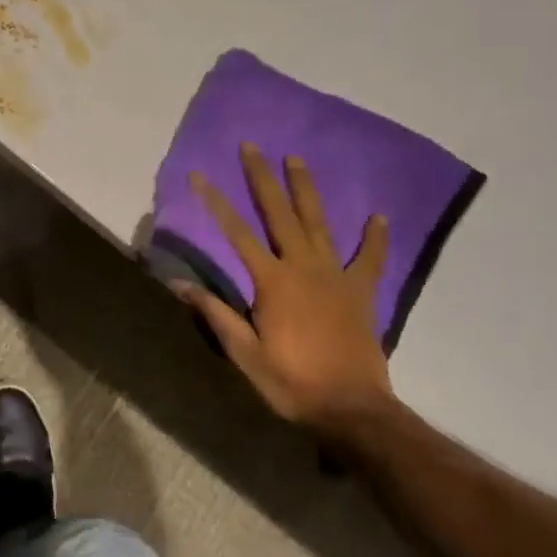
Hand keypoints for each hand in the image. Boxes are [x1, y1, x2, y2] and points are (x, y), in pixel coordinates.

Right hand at [173, 144, 394, 437]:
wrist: (353, 410)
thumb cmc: (291, 382)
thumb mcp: (244, 353)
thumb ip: (214, 313)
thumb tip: (177, 284)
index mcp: (272, 281)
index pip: (236, 233)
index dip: (215, 202)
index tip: (199, 175)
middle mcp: (303, 267)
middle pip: (280, 214)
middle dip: (262, 178)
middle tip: (252, 146)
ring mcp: (336, 276)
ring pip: (319, 223)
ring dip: (306, 190)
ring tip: (296, 159)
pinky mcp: (361, 292)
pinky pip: (369, 259)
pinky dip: (375, 238)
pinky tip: (379, 216)